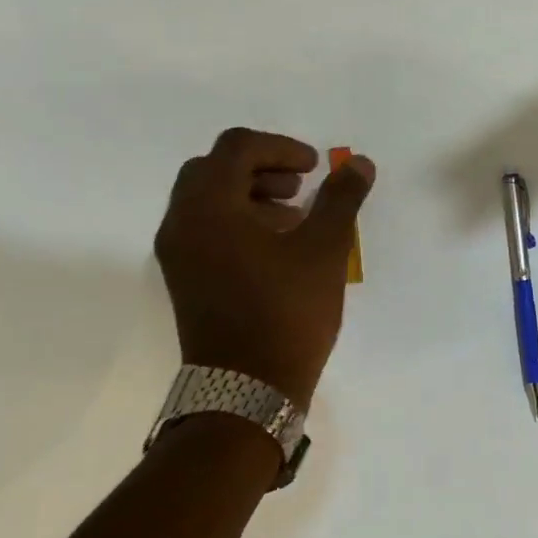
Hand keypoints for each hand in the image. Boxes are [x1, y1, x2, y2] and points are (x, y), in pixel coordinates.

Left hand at [154, 128, 375, 409]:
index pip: (236, 147)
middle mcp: (181, 222)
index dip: (280, 147)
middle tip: (299, 185)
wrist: (246, 389)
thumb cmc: (286, 312)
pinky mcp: (183, 277)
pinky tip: (275, 245)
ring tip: (293, 216)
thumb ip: (341, 199)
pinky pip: (204, 228)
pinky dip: (236, 220)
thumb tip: (360, 163)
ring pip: (207, 198)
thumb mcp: (324, 249)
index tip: (314, 167)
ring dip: (249, 193)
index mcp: (209, 206)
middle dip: (261, 167)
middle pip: (214, 168)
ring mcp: (177, 253)